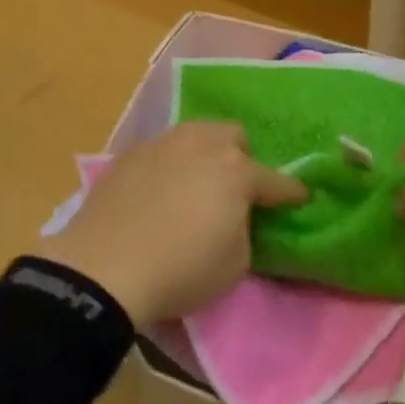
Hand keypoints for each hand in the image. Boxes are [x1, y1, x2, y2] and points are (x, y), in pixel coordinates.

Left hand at [36, 122, 306, 323]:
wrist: (104, 265)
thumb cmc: (180, 269)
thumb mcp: (234, 265)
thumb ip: (245, 231)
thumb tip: (236, 217)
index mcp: (235, 171)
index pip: (275, 180)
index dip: (290, 192)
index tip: (300, 198)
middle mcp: (202, 144)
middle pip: (233, 137)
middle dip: (242, 159)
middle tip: (235, 190)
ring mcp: (164, 143)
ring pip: (197, 134)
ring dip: (205, 154)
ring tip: (197, 183)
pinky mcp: (132, 152)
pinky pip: (164, 149)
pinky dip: (171, 164)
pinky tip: (160, 190)